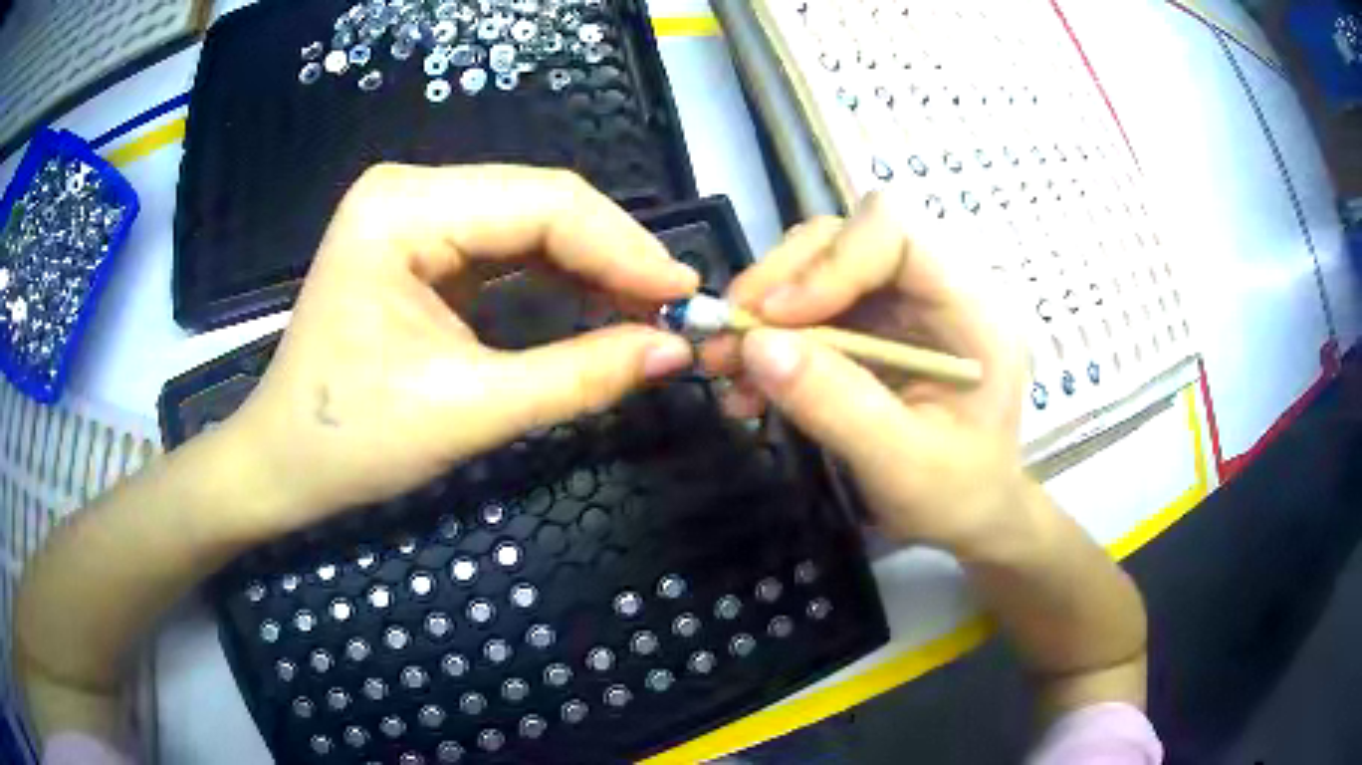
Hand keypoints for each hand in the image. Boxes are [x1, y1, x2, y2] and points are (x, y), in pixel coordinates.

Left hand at [225, 164, 698, 535]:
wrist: (281, 466)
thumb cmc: (350, 442)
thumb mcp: (468, 411)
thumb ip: (579, 376)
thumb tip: (674, 351)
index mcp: (402, 210)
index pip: (541, 203)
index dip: (623, 247)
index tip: (684, 296)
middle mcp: (408, 191)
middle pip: (539, 202)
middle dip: (612, 255)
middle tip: (673, 308)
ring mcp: (412, 214)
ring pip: (529, 221)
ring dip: (590, 265)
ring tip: (646, 311)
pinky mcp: (420, 245)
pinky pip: (505, 246)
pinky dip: (556, 275)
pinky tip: (595, 303)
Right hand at [701, 193, 1027, 553]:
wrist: (970, 515)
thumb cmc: (957, 496)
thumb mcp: (902, 467)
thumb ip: (837, 405)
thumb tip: (756, 345)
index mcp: (969, 310)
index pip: (895, 233)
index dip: (830, 262)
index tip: (776, 318)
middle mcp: (933, 289)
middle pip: (845, 238)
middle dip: (779, 282)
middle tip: (730, 336)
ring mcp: (900, 305)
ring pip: (818, 267)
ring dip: (764, 310)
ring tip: (727, 366)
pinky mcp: (872, 327)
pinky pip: (809, 309)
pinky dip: (770, 340)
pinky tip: (747, 385)